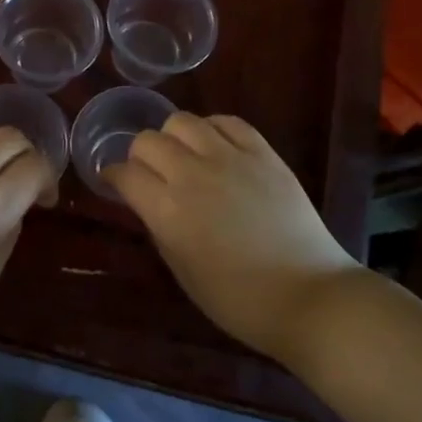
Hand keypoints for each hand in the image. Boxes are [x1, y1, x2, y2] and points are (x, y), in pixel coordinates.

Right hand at [105, 112, 358, 361]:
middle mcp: (192, 175)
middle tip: (149, 173)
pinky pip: (227, 122)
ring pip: (182, 121)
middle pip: (147, 140)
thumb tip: (150, 203)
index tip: (115, 183)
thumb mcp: (183, 272)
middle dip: (139, 155)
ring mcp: (230, 159)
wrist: (308, 296)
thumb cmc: (239, 300)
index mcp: (167, 211)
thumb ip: (160, 228)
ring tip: (183, 156)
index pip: (124, 173)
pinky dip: (212, 129)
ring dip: (173, 137)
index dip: (113, 176)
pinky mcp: (263, 154)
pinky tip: (215, 147)